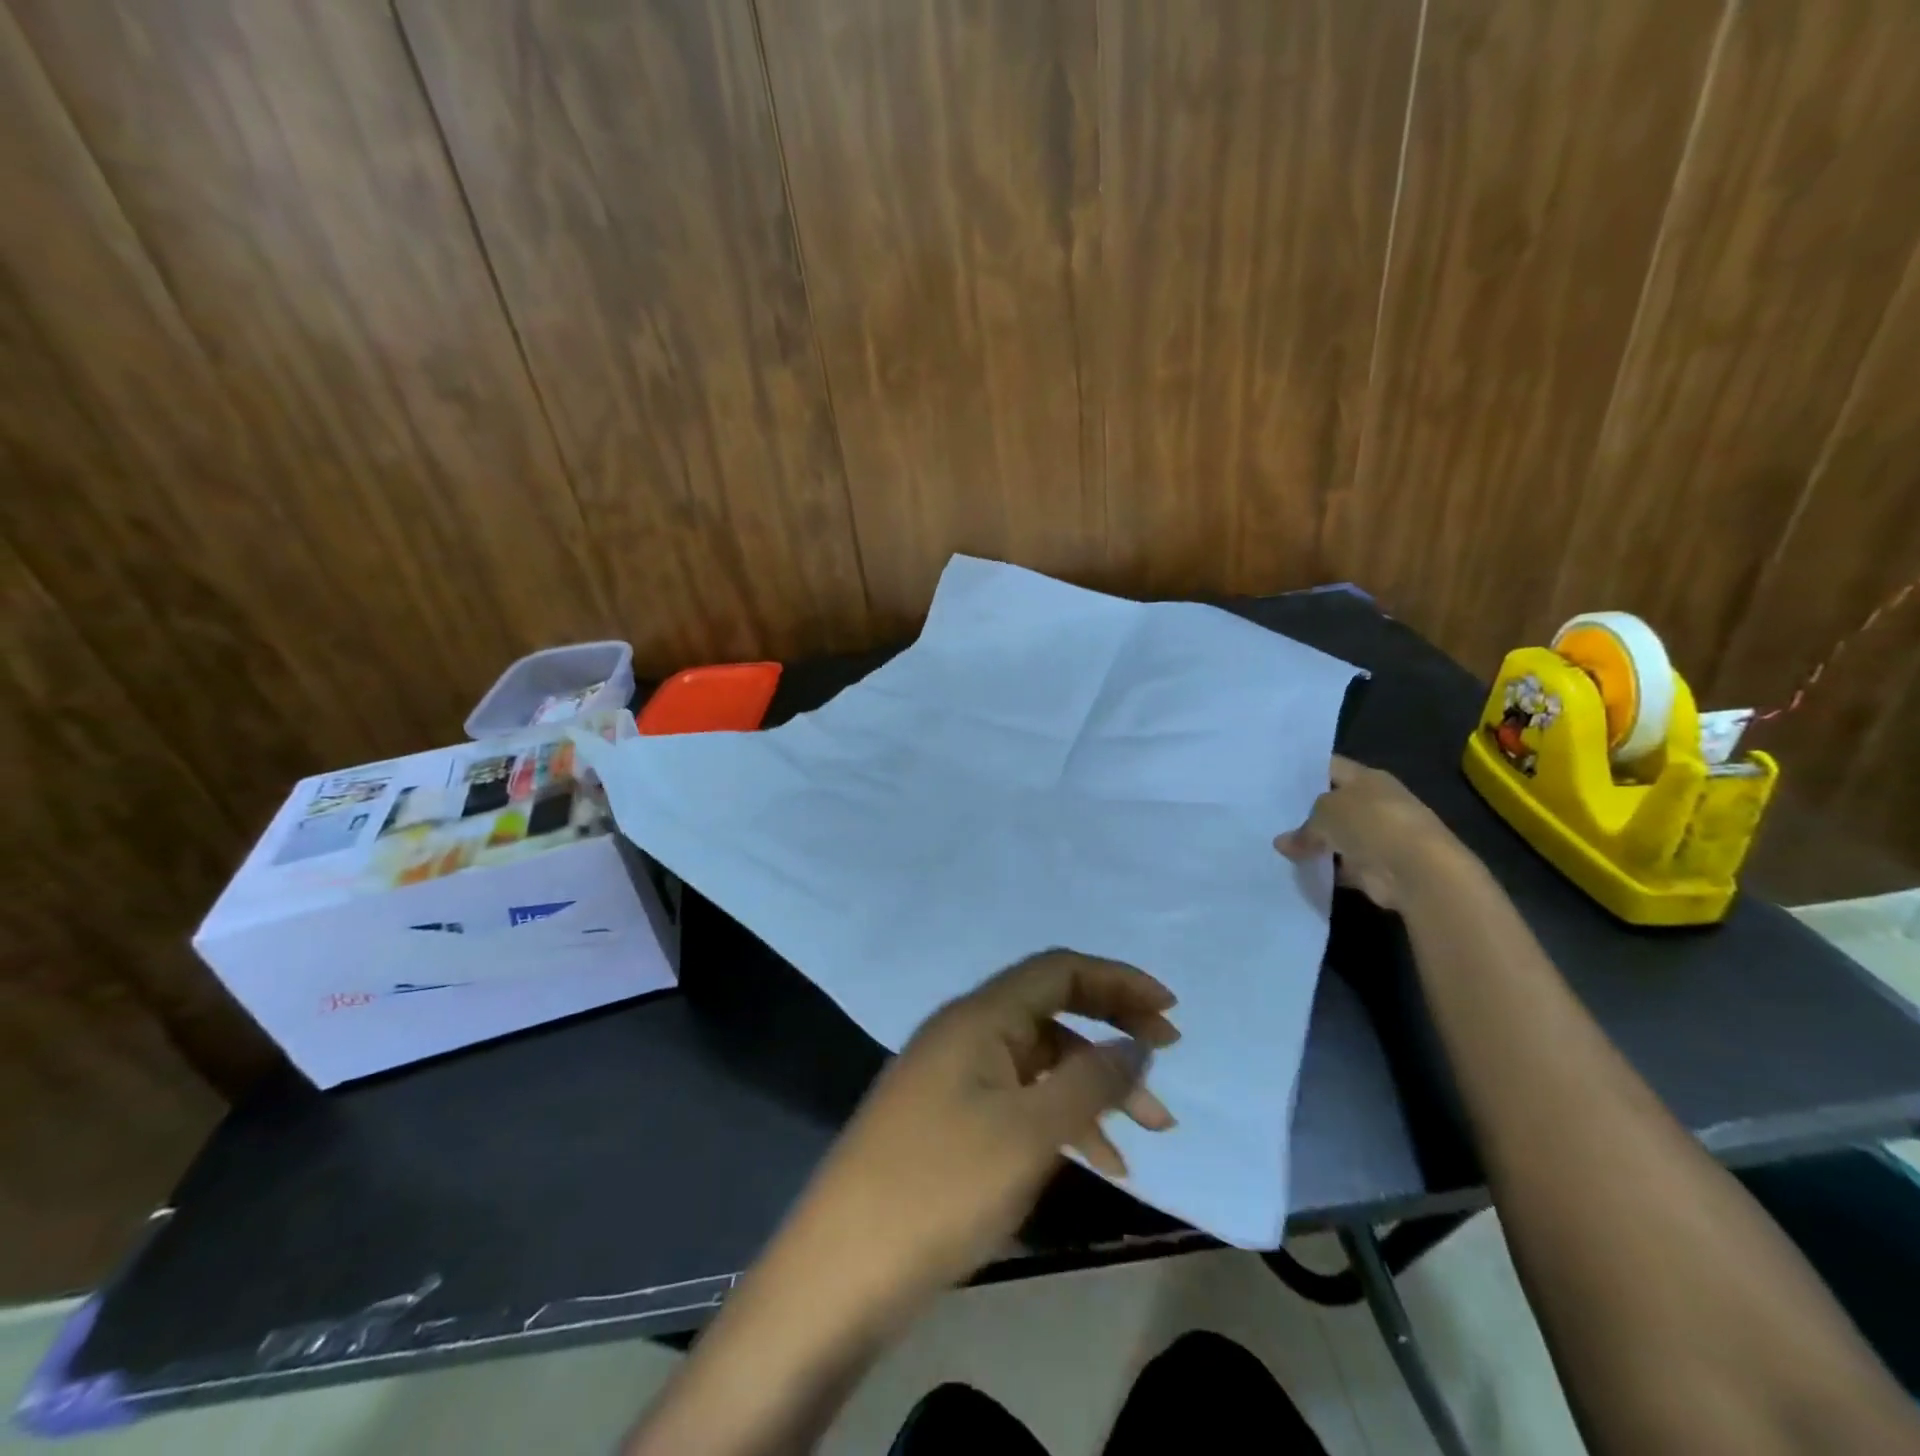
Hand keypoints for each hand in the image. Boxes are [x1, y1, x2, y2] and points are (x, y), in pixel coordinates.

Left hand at [788, 950, 1179, 1313]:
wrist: (841, 1271)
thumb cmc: (940, 1188)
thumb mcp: (1028, 1133)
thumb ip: (1089, 1082)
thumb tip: (1135, 1046)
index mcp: (978, 1016)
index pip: (1057, 971)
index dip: (1116, 981)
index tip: (1169, 1013)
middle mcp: (964, 1032)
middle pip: (1051, 1010)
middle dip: (1111, 1029)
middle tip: (1165, 1060)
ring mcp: (952, 1076)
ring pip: (1039, 1061)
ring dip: (1093, 1085)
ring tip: (1149, 1132)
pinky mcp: (947, 1119)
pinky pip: (1018, 1098)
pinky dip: (1060, 1118)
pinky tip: (1097, 1160)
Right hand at [1273, 754, 1473, 910]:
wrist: (1416, 871)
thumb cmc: (1371, 823)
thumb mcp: (1325, 813)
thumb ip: (1303, 827)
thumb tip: (1283, 843)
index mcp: (1367, 778)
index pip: (1330, 767)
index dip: (1304, 772)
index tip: (1275, 779)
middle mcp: (1374, 803)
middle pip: (1332, 803)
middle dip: (1304, 811)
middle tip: (1270, 815)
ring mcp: (1376, 836)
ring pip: (1335, 836)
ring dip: (1314, 843)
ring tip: (1277, 845)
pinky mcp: (1375, 867)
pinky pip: (1341, 865)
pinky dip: (1325, 868)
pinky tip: (1296, 869)